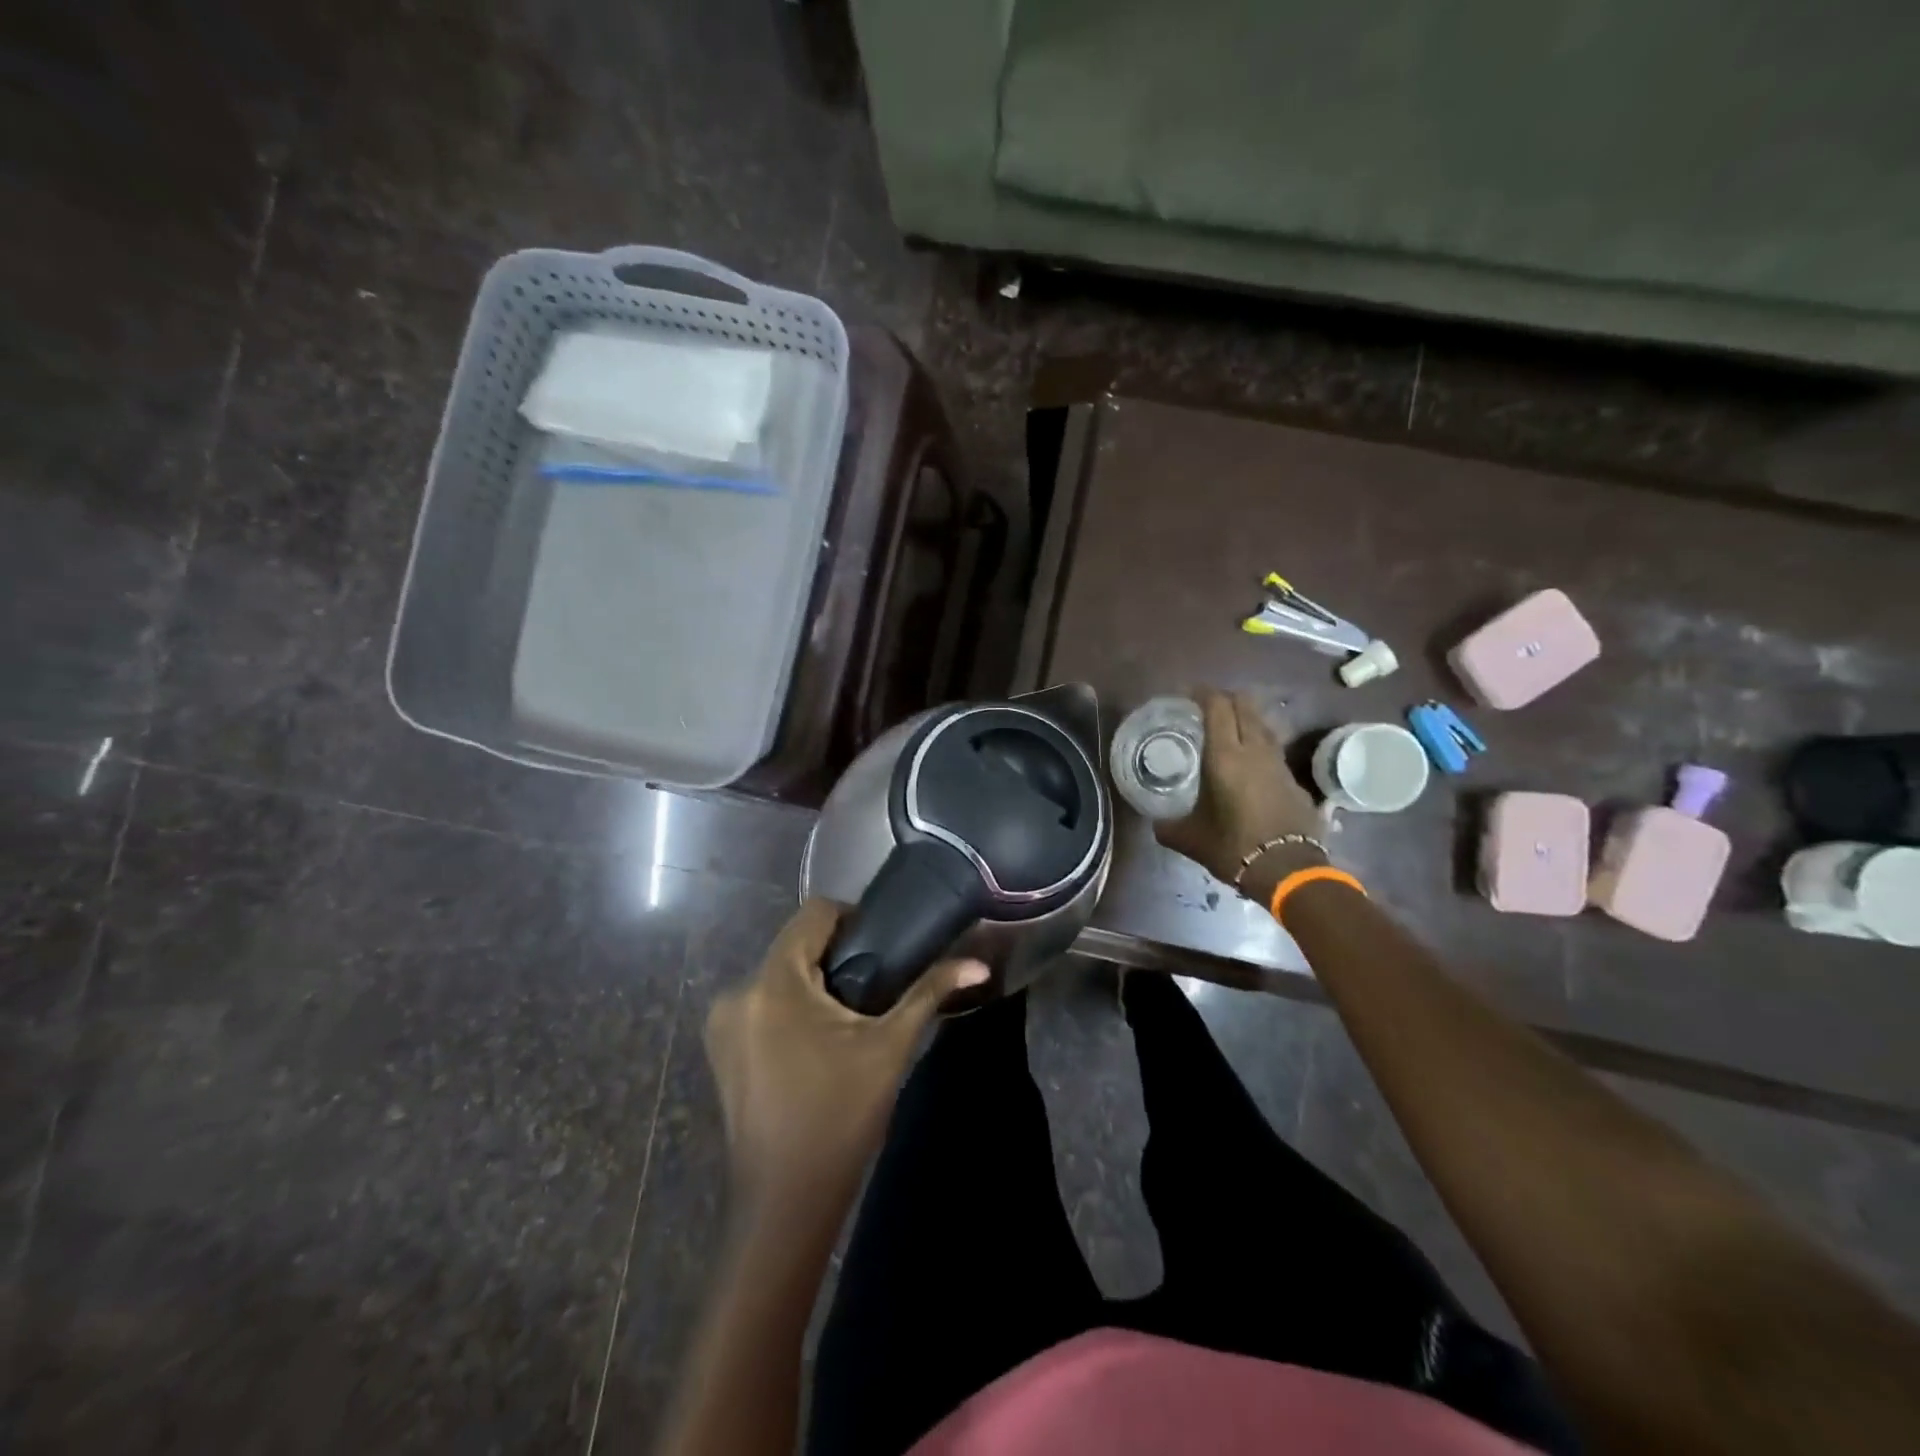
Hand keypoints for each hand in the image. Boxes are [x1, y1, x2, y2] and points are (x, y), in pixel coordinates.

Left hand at [704, 899, 987, 1211]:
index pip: (813, 914)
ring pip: (778, 973)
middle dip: (835, 955)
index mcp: (774, 982)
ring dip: (813, 982)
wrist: (786, 1202)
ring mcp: (723, 1022)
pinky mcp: (720, 1047)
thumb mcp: (889, 1047)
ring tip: (848, 1016)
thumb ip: (929, 992)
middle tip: (874, 985)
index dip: (852, 917)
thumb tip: (979, 964)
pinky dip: (790, 1006)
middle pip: (795, 944)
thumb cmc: (840, 1117)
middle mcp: (738, 991)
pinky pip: (761, 1001)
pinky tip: (816, 1041)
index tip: (883, 947)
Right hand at [1155, 688, 1323, 889]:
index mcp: (1225, 756)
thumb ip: (1168, 826)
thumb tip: (1156, 822)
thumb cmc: (1232, 847)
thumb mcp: (1189, 838)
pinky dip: (1259, 744)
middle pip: (1245, 705)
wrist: (1289, 870)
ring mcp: (1279, 762)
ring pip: (1263, 724)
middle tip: (1207, 707)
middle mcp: (1254, 750)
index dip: (1203, 693)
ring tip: (1229, 729)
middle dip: (1226, 698)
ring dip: (1246, 718)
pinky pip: (1274, 748)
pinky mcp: (1295, 779)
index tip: (1188, 694)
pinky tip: (1250, 762)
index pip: (1217, 707)